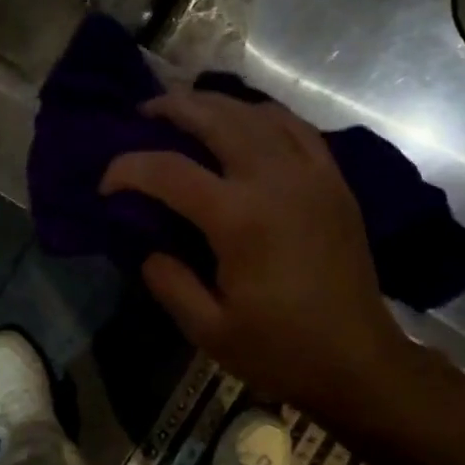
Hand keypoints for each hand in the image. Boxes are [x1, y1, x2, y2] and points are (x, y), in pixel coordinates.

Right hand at [100, 90, 408, 417]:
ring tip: (187, 108)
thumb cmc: (281, 351)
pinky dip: (263, 114)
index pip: (169, 172)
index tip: (106, 183)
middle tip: (143, 113)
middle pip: (216, 119)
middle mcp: (275, 181)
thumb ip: (169, 282)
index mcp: (240, 219)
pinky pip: (296, 127)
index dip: (128, 169)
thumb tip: (149, 247)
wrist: (358, 361)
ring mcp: (311, 175)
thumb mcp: (209, 331)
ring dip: (215, 104)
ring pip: (257, 114)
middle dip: (172, 108)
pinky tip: (246, 121)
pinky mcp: (333, 181)